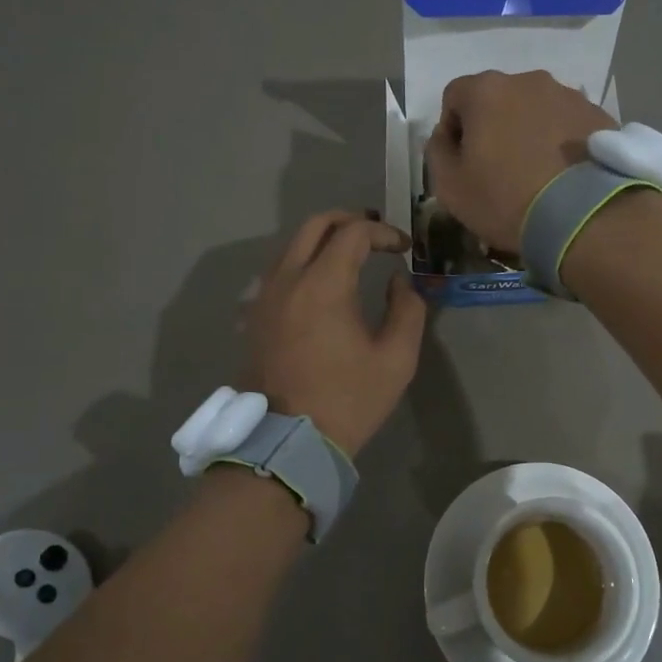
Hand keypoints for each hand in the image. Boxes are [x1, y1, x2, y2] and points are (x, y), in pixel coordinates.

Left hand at [243, 211, 426, 457]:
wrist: (288, 440)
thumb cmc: (348, 400)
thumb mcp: (396, 359)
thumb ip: (407, 309)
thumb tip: (398, 281)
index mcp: (323, 285)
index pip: (354, 233)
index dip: (384, 232)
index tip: (403, 248)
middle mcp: (288, 279)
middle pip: (315, 224)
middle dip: (350, 221)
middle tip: (377, 236)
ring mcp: (265, 296)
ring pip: (292, 244)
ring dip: (324, 239)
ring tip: (352, 254)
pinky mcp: (255, 315)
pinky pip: (278, 270)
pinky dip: (303, 261)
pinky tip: (322, 283)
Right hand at [425, 71, 616, 252]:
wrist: (584, 217)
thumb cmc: (505, 200)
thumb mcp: (450, 187)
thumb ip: (436, 152)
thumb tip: (444, 136)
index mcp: (486, 91)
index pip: (455, 97)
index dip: (452, 129)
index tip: (462, 162)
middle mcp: (528, 80)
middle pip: (498, 100)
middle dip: (494, 127)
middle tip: (499, 169)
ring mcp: (569, 95)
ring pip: (536, 110)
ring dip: (529, 132)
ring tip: (536, 173)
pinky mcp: (599, 115)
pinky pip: (567, 124)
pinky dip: (560, 142)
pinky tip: (563, 175)